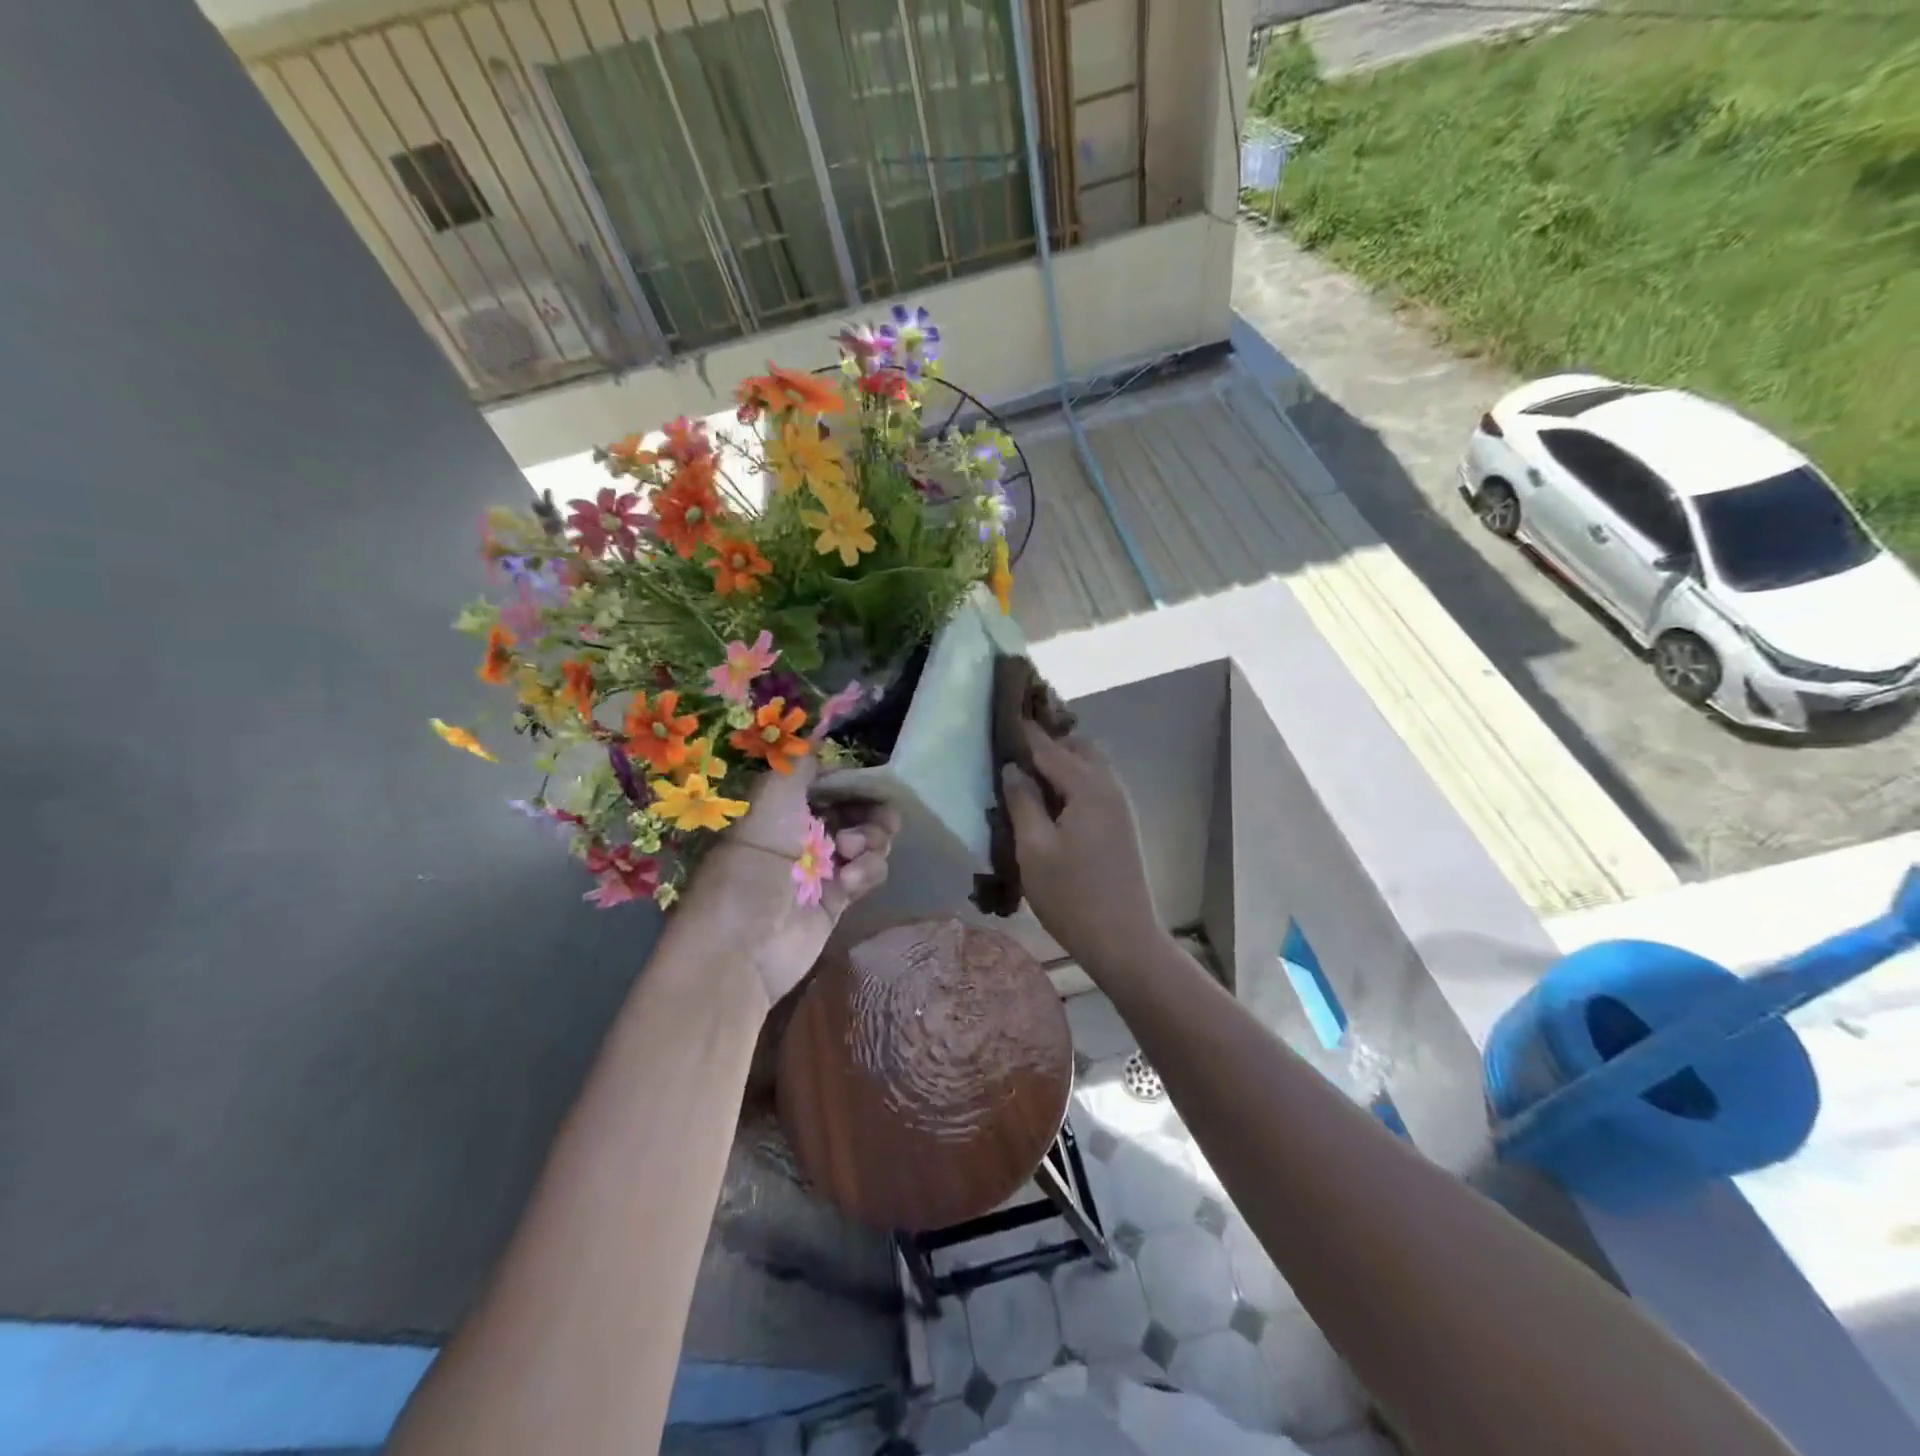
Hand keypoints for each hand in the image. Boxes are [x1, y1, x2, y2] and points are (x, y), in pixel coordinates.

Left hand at [678, 755, 899, 1011]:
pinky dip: (867, 871)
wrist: (743, 946)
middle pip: (858, 810)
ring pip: (870, 839)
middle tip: (868, 824)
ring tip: (851, 854)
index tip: (869, 782)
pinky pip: (869, 871)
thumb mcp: (771, 801)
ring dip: (871, 841)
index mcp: (784, 806)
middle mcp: (805, 831)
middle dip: (871, 812)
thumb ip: (798, 764)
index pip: (831, 782)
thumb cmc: (753, 864)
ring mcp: (824, 866)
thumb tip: (815, 730)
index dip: (853, 780)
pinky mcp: (839, 898)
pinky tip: (848, 883)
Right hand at [1001, 724, 1159, 969]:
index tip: (1003, 714)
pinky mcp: (1123, 825)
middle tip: (1015, 749)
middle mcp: (1110, 788)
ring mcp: (1121, 807)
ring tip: (1029, 773)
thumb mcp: (1034, 849)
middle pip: (1080, 747)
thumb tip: (1012, 769)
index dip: (1025, 732)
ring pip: (1092, 766)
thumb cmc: (1072, 896)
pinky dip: (1075, 780)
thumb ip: (1022, 802)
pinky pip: (1097, 786)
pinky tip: (1052, 800)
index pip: (1051, 747)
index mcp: (1089, 788)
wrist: (1124, 941)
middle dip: (1050, 741)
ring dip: (1064, 761)